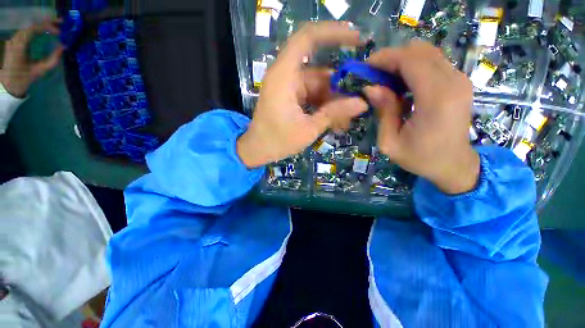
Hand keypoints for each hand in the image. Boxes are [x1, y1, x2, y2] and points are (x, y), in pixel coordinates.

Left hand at [0, 19, 63, 97]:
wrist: (9, 83)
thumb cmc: (24, 78)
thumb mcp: (40, 70)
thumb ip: (52, 59)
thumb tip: (64, 47)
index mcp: (20, 46)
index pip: (34, 29)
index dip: (48, 27)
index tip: (60, 31)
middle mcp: (16, 39)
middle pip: (33, 25)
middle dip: (47, 23)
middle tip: (61, 22)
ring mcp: (14, 39)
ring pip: (31, 26)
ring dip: (43, 25)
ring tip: (55, 26)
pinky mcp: (15, 41)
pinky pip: (28, 31)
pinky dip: (38, 29)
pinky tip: (45, 31)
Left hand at [237, 22, 368, 167]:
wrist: (258, 150)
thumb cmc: (278, 141)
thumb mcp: (308, 129)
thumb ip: (333, 114)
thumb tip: (362, 103)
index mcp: (284, 76)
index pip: (307, 38)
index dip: (333, 33)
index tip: (358, 40)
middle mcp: (287, 76)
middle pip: (320, 72)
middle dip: (340, 87)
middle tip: (359, 101)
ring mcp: (290, 87)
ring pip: (319, 87)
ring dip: (334, 102)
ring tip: (347, 119)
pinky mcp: (292, 98)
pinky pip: (313, 96)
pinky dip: (324, 106)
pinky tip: (336, 121)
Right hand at [364, 41, 479, 193]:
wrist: (454, 164)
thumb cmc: (420, 158)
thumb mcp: (390, 142)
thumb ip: (383, 112)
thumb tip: (371, 87)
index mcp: (436, 99)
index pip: (410, 60)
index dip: (385, 58)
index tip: (366, 68)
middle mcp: (453, 82)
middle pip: (419, 51)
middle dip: (392, 59)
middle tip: (374, 76)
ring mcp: (460, 80)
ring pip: (427, 53)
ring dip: (402, 62)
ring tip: (386, 81)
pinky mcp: (459, 82)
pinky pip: (434, 62)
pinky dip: (414, 67)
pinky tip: (402, 85)